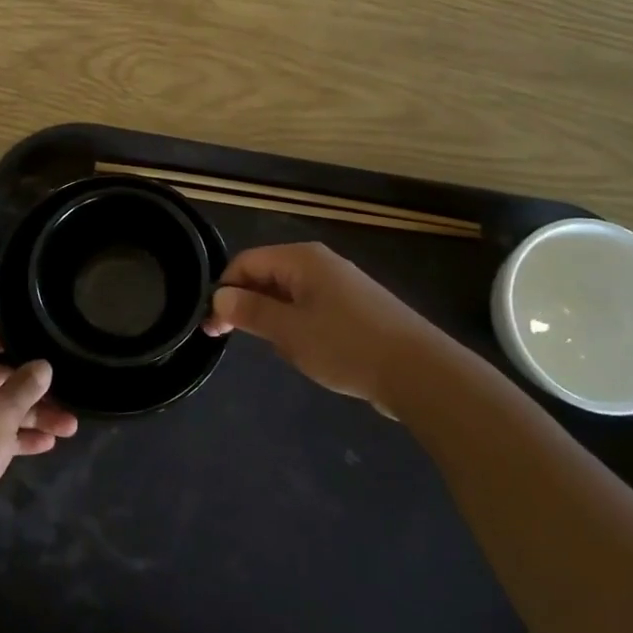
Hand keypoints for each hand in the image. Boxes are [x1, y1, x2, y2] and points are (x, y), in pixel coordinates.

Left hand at [0, 325, 78, 515]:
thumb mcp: (5, 410)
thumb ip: (27, 385)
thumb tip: (42, 365)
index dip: (9, 338)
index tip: (38, 344)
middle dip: (32, 388)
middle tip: (65, 394)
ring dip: (31, 416)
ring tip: (69, 427)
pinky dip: (15, 436)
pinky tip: (47, 445)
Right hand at [203, 243, 460, 407]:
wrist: (420, 373)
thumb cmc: (346, 346)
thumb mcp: (288, 331)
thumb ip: (250, 311)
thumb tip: (219, 296)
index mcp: (302, 259)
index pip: (246, 262)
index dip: (224, 290)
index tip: (212, 326)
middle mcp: (321, 264)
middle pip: (267, 275)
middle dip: (245, 304)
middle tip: (228, 339)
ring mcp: (342, 285)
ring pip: (289, 295)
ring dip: (272, 318)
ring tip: (275, 350)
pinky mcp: (357, 309)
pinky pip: (312, 309)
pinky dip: (297, 326)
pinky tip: (305, 352)